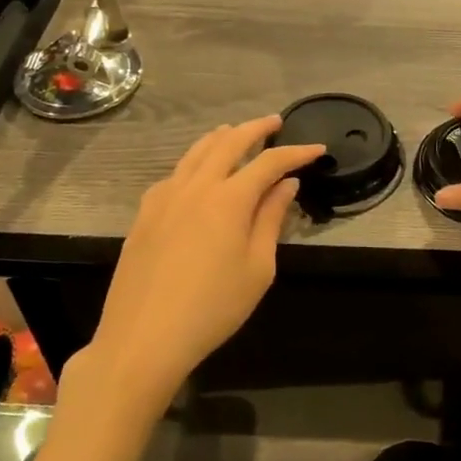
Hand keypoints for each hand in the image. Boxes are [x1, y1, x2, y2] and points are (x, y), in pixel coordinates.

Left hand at [83, 117, 322, 411]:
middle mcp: (195, 187)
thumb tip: (286, 185)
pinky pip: (173, 174)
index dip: (296, 152)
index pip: (269, 163)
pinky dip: (192, 162)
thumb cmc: (213, 308)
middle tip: (275, 123)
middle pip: (228, 143)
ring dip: (220, 138)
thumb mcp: (257, 269)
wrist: (143, 338)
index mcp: (228, 199)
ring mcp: (164, 198)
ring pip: (194, 153)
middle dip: (255, 129)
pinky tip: (196, 172)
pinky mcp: (144, 215)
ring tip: (235, 132)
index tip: (317, 148)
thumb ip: (271, 220)